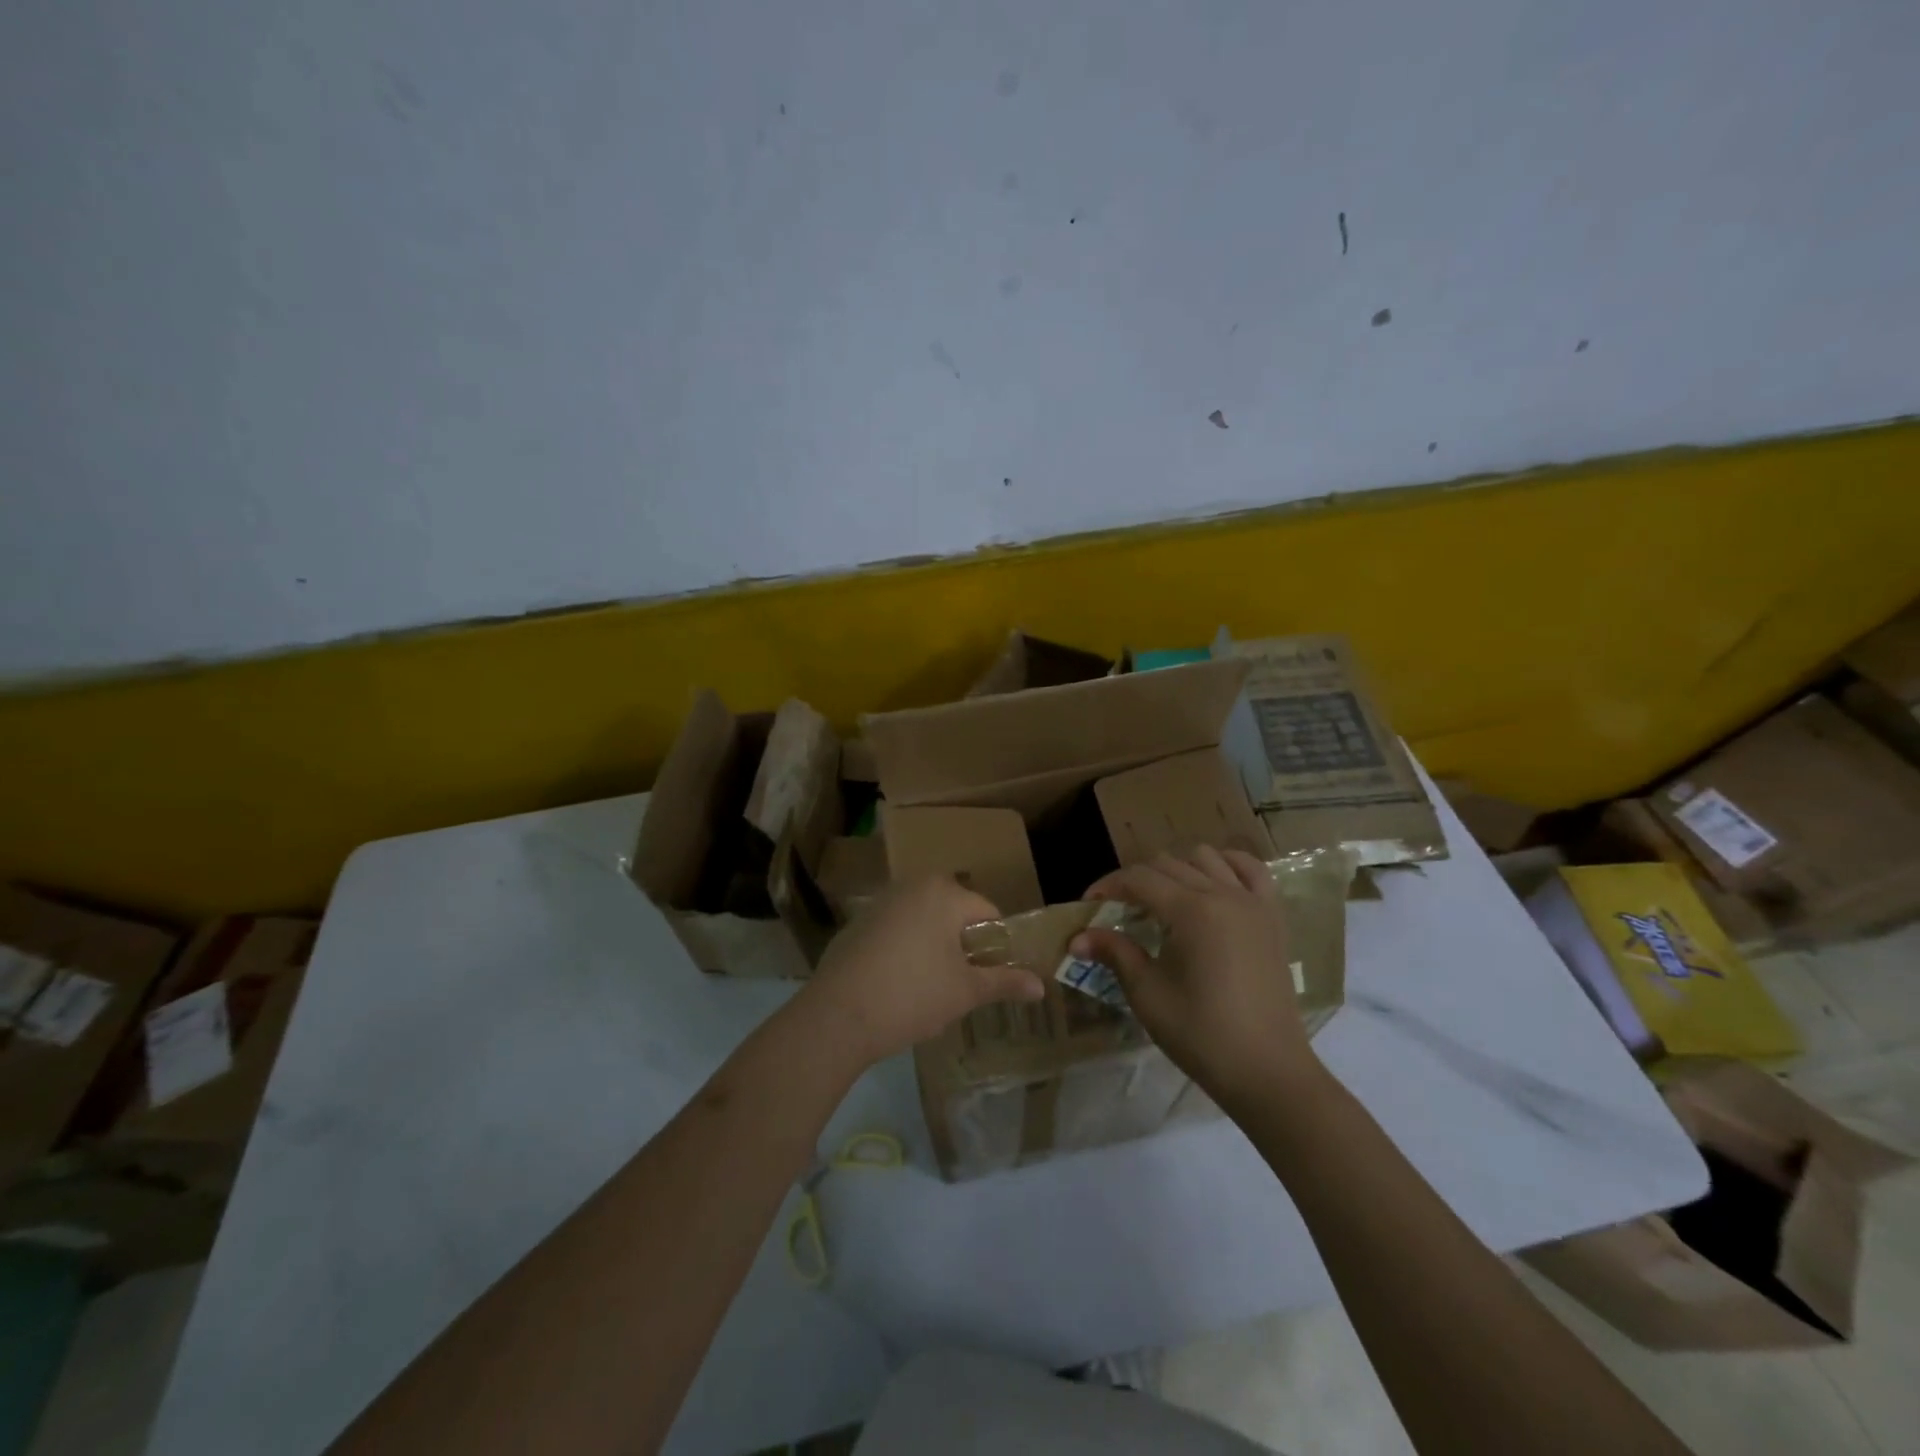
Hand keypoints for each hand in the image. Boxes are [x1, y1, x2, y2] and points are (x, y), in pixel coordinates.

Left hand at [794, 877, 1045, 1066]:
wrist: (837, 1015)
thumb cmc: (912, 995)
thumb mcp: (965, 992)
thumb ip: (1005, 982)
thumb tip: (1041, 986)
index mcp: (944, 893)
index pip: (988, 912)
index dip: (998, 946)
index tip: (994, 977)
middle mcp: (912, 885)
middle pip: (954, 914)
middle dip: (964, 946)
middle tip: (964, 984)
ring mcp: (881, 902)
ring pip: (924, 921)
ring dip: (935, 947)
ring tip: (933, 988)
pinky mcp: (857, 922)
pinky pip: (896, 930)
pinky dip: (905, 949)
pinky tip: (899, 984)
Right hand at [1072, 846, 1322, 1108]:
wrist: (1267, 1071)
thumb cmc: (1201, 1034)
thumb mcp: (1148, 993)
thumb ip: (1114, 953)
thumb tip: (1076, 938)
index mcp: (1191, 911)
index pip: (1138, 878)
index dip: (1108, 886)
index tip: (1089, 904)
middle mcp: (1223, 893)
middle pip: (1168, 864)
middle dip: (1136, 880)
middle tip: (1119, 909)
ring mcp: (1253, 902)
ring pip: (1207, 857)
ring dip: (1178, 868)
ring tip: (1163, 899)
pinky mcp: (1273, 917)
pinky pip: (1252, 870)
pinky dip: (1227, 865)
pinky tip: (1211, 884)